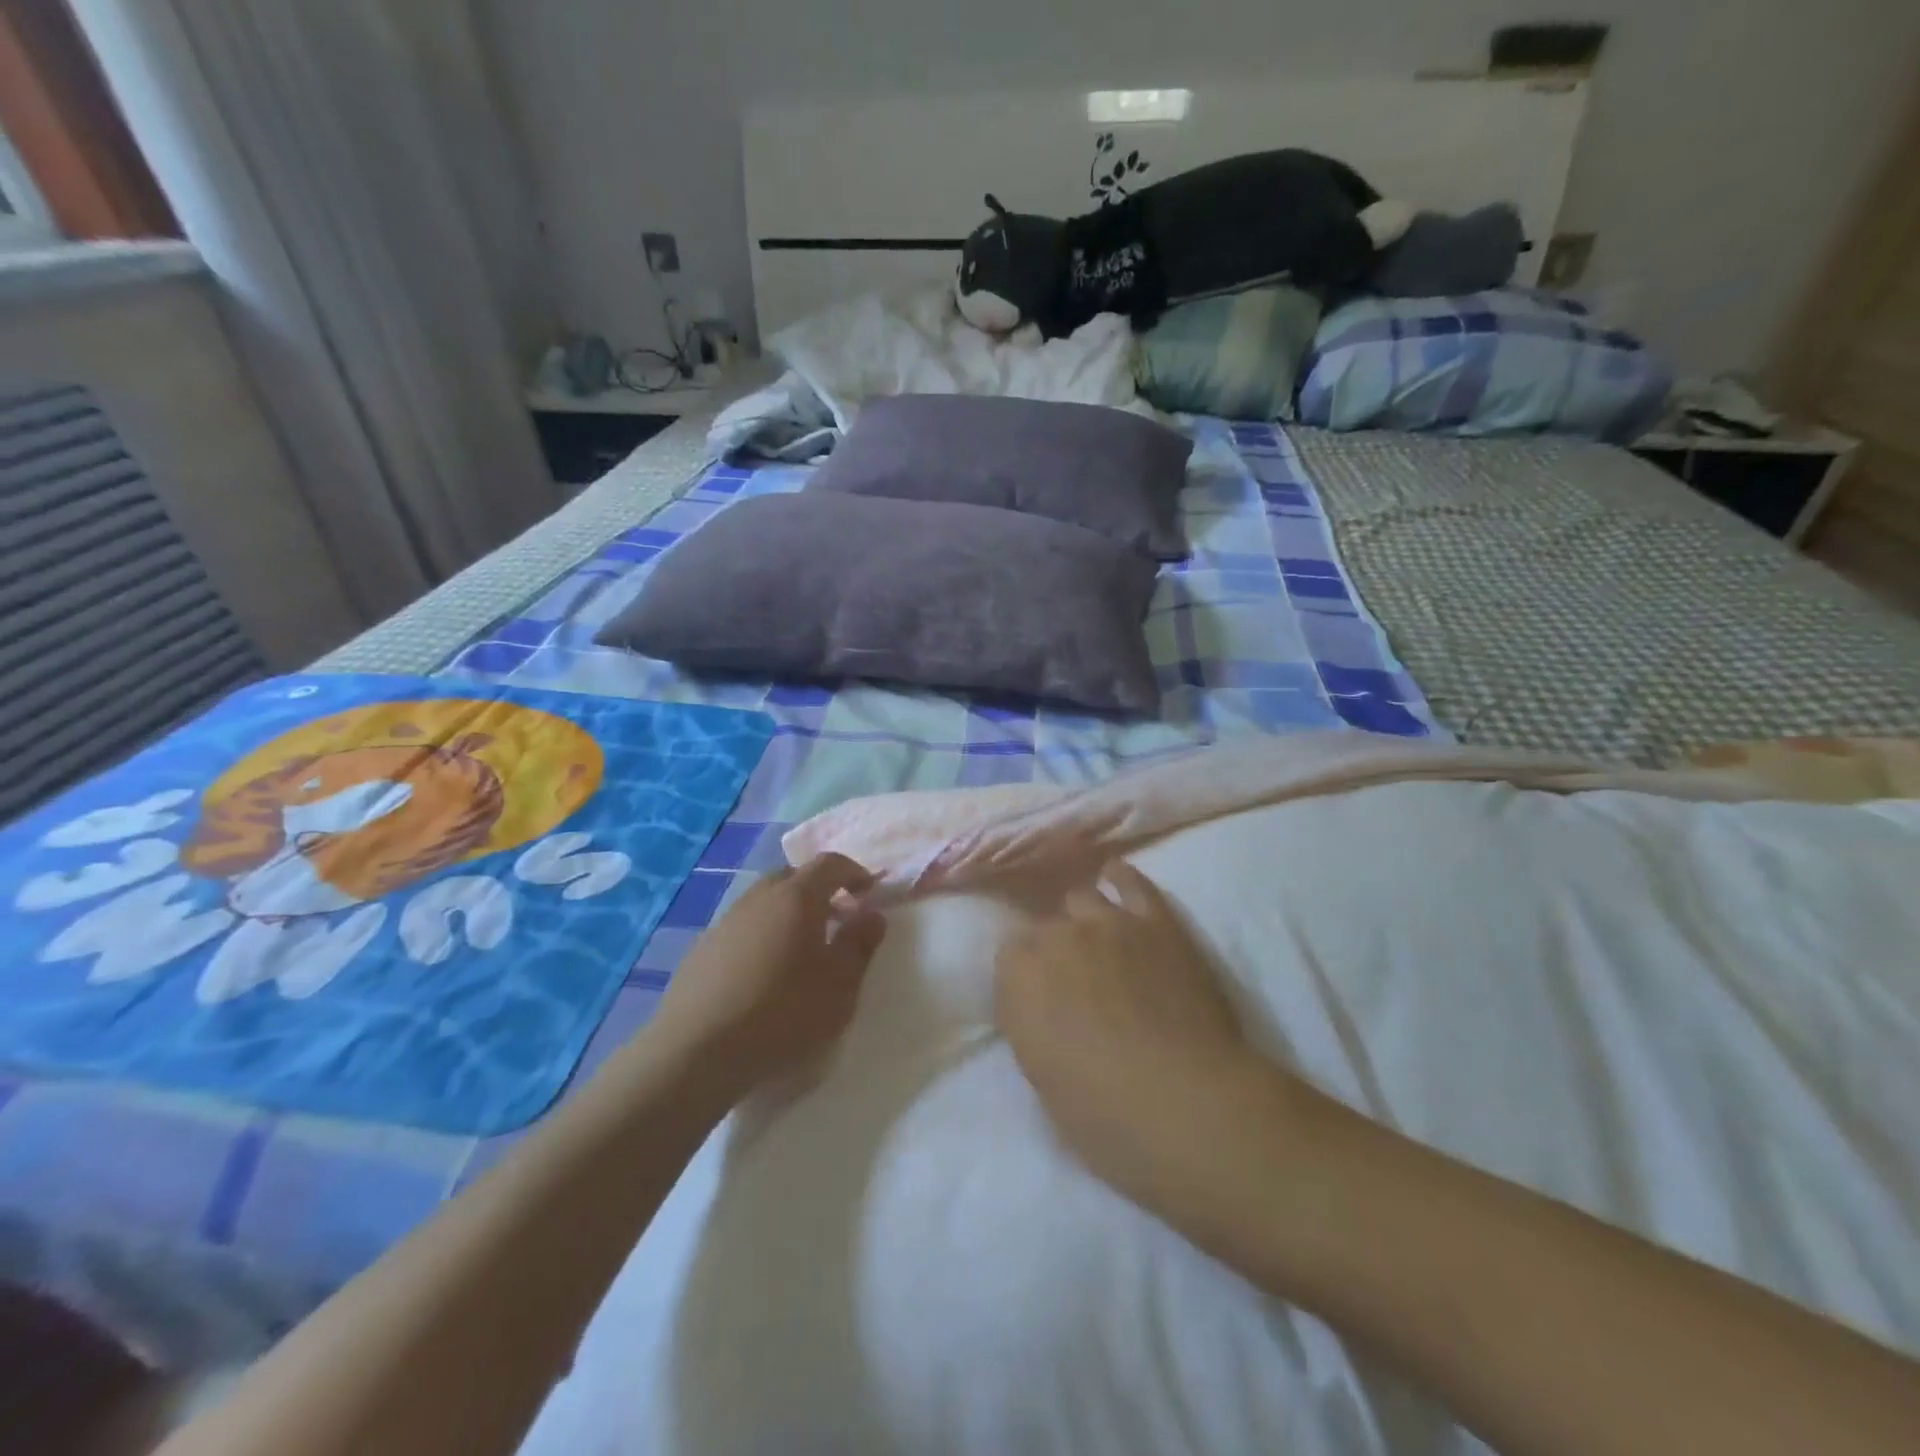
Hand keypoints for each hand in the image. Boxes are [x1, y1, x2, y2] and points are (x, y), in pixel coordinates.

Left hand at [650, 854, 886, 1098]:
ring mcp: (726, 921)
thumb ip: (859, 944)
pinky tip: (764, 975)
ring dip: (789, 914)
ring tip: (802, 951)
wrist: (696, 1051)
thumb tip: (872, 915)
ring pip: (765, 902)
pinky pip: (743, 928)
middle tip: (837, 920)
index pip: (830, 863)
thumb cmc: (782, 1013)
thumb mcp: (839, 985)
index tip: (868, 893)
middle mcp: (759, 897)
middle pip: (793, 877)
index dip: (853, 872)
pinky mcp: (702, 949)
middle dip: (820, 891)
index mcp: (796, 897)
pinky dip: (763, 936)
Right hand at [994, 861, 1278, 1215]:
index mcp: (1018, 979)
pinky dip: (1121, 879)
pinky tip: (1116, 876)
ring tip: (1096, 938)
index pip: (1009, 957)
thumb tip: (1042, 1009)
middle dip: (1053, 949)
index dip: (1025, 977)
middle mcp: (1055, 937)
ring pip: (1081, 898)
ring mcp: (1107, 922)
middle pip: (1044, 927)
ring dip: (1083, 919)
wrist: (1186, 1103)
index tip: (1038, 999)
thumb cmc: (1104, 1116)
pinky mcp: (1156, 920)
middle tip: (1072, 979)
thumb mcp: (1043, 1079)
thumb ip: (1033, 1026)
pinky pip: (1131, 882)